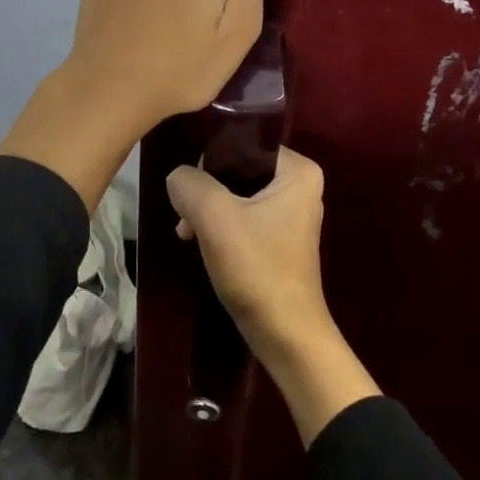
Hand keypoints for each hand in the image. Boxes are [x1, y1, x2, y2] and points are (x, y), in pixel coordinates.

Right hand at [167, 147, 380, 445]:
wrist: (286, 335)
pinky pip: (244, 218)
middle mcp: (301, 186)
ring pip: (237, 196)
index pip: (245, 143)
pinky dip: (221, 228)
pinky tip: (201, 245)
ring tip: (188, 234)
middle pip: (239, 170)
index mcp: (299, 170)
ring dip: (210, 212)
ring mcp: (292, 215)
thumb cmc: (257, 268)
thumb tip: (178, 177)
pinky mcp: (280, 240)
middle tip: (186, 216)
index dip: (212, 159)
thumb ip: (190, 185)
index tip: (191, 185)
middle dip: (207, 191)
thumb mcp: (215, 218)